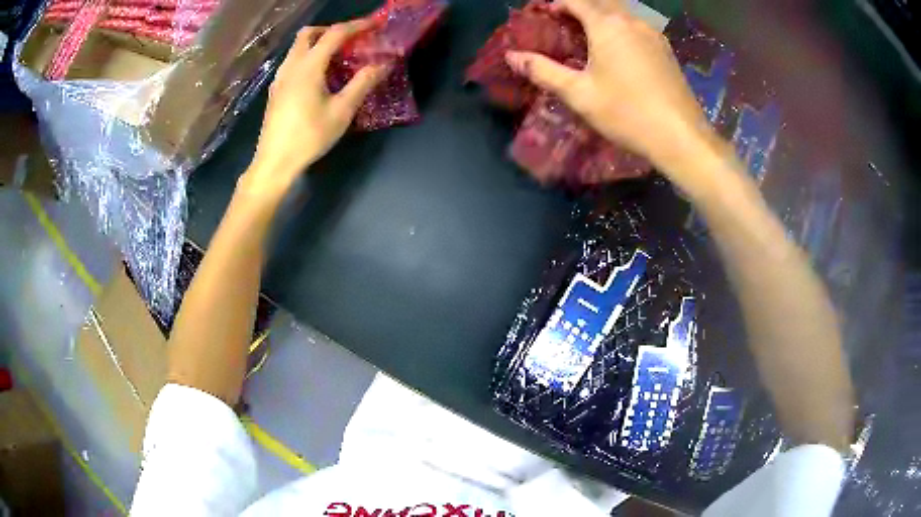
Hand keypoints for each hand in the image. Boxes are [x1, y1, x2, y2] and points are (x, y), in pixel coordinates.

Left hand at [243, 21, 389, 201]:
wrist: (274, 162)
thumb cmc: (309, 137)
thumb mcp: (342, 111)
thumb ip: (363, 83)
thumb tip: (384, 63)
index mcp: (308, 67)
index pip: (334, 34)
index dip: (356, 25)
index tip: (375, 24)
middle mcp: (291, 66)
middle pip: (308, 34)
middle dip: (331, 30)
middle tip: (351, 40)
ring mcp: (280, 78)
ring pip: (297, 47)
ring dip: (318, 43)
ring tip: (338, 57)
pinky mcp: (275, 90)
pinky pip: (292, 61)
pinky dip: (308, 57)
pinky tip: (319, 75)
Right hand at [505, 0, 719, 192]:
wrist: (681, 136)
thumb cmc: (626, 113)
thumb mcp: (579, 94)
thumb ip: (543, 71)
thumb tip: (512, 56)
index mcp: (607, 25)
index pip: (577, 1)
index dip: (558, 3)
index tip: (547, 14)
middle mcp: (632, 21)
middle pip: (602, 2)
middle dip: (582, 6)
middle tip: (567, 22)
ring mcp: (654, 35)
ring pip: (624, 13)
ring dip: (604, 16)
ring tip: (592, 35)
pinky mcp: (667, 51)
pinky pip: (639, 27)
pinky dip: (623, 28)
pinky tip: (621, 49)